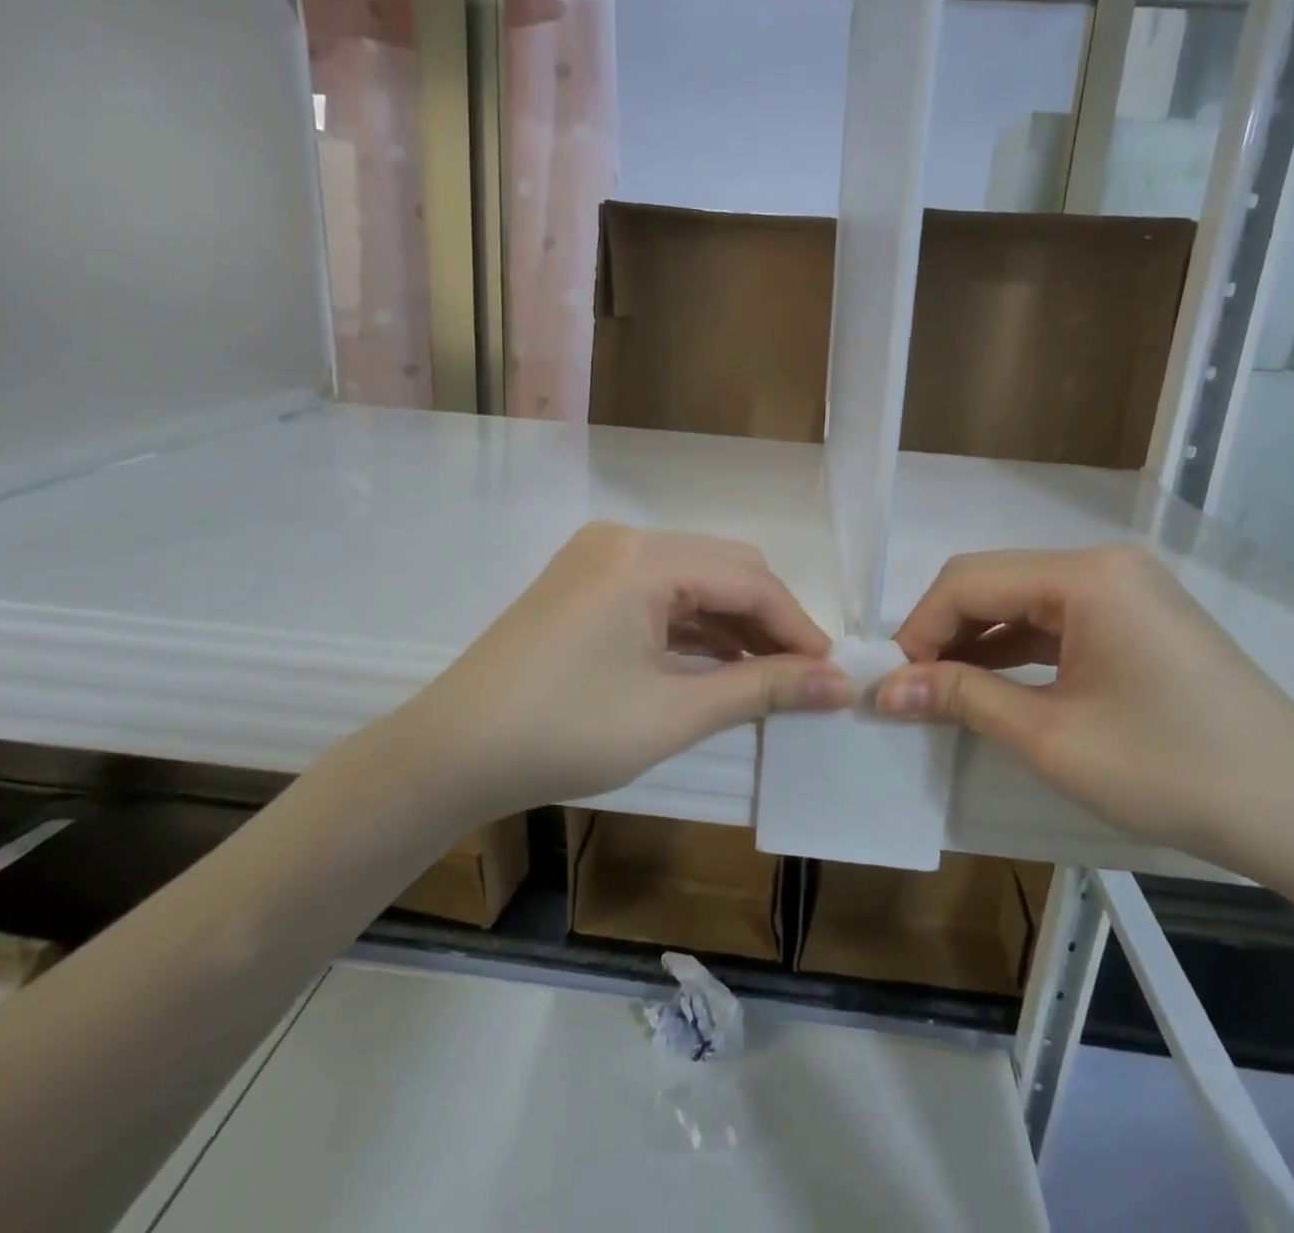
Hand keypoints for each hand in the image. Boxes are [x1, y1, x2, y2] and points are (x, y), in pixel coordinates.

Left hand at [401, 523, 853, 814]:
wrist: (452, 753)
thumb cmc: (566, 732)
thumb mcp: (674, 714)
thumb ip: (762, 690)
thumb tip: (841, 685)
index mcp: (645, 557)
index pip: (749, 580)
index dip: (798, 627)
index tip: (833, 674)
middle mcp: (623, 539)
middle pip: (724, 567)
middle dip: (768, 620)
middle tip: (801, 677)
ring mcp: (597, 556)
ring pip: (692, 578)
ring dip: (732, 622)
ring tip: (765, 676)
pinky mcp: (582, 580)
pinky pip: (657, 591)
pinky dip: (692, 623)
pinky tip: (714, 662)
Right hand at [876, 546, 1293, 896]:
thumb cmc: (1175, 773)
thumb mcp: (1051, 739)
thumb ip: (961, 698)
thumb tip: (884, 689)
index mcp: (1087, 576)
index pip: (968, 581)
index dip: (918, 629)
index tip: (888, 683)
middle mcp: (1104, 564)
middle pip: (992, 583)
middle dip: (942, 634)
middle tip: (908, 690)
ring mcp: (1126, 589)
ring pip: (1020, 602)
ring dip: (974, 643)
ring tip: (938, 692)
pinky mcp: (1136, 618)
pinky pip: (1054, 622)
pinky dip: (1014, 651)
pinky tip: (989, 686)